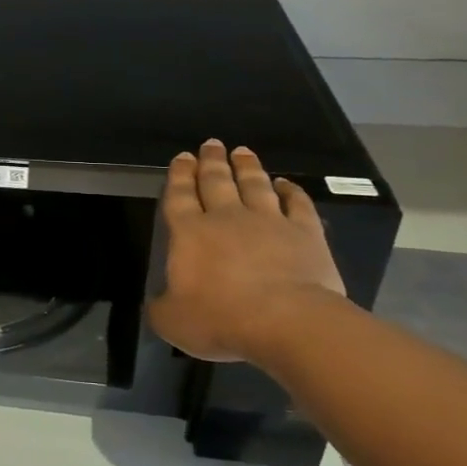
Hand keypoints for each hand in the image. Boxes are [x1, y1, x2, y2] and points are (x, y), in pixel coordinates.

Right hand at [146, 140, 347, 363]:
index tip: (182, 157)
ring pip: (255, 185)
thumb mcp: (172, 321)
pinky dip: (292, 191)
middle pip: (216, 181)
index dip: (179, 175)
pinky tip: (286, 184)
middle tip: (211, 143)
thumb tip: (160, 303)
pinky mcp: (305, 233)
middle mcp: (226, 218)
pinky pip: (298, 204)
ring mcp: (269, 221)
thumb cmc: (221, 319)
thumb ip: (162, 308)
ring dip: (247, 167)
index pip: (179, 195)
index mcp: (189, 233)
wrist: (287, 321)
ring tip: (242, 151)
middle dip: (211, 161)